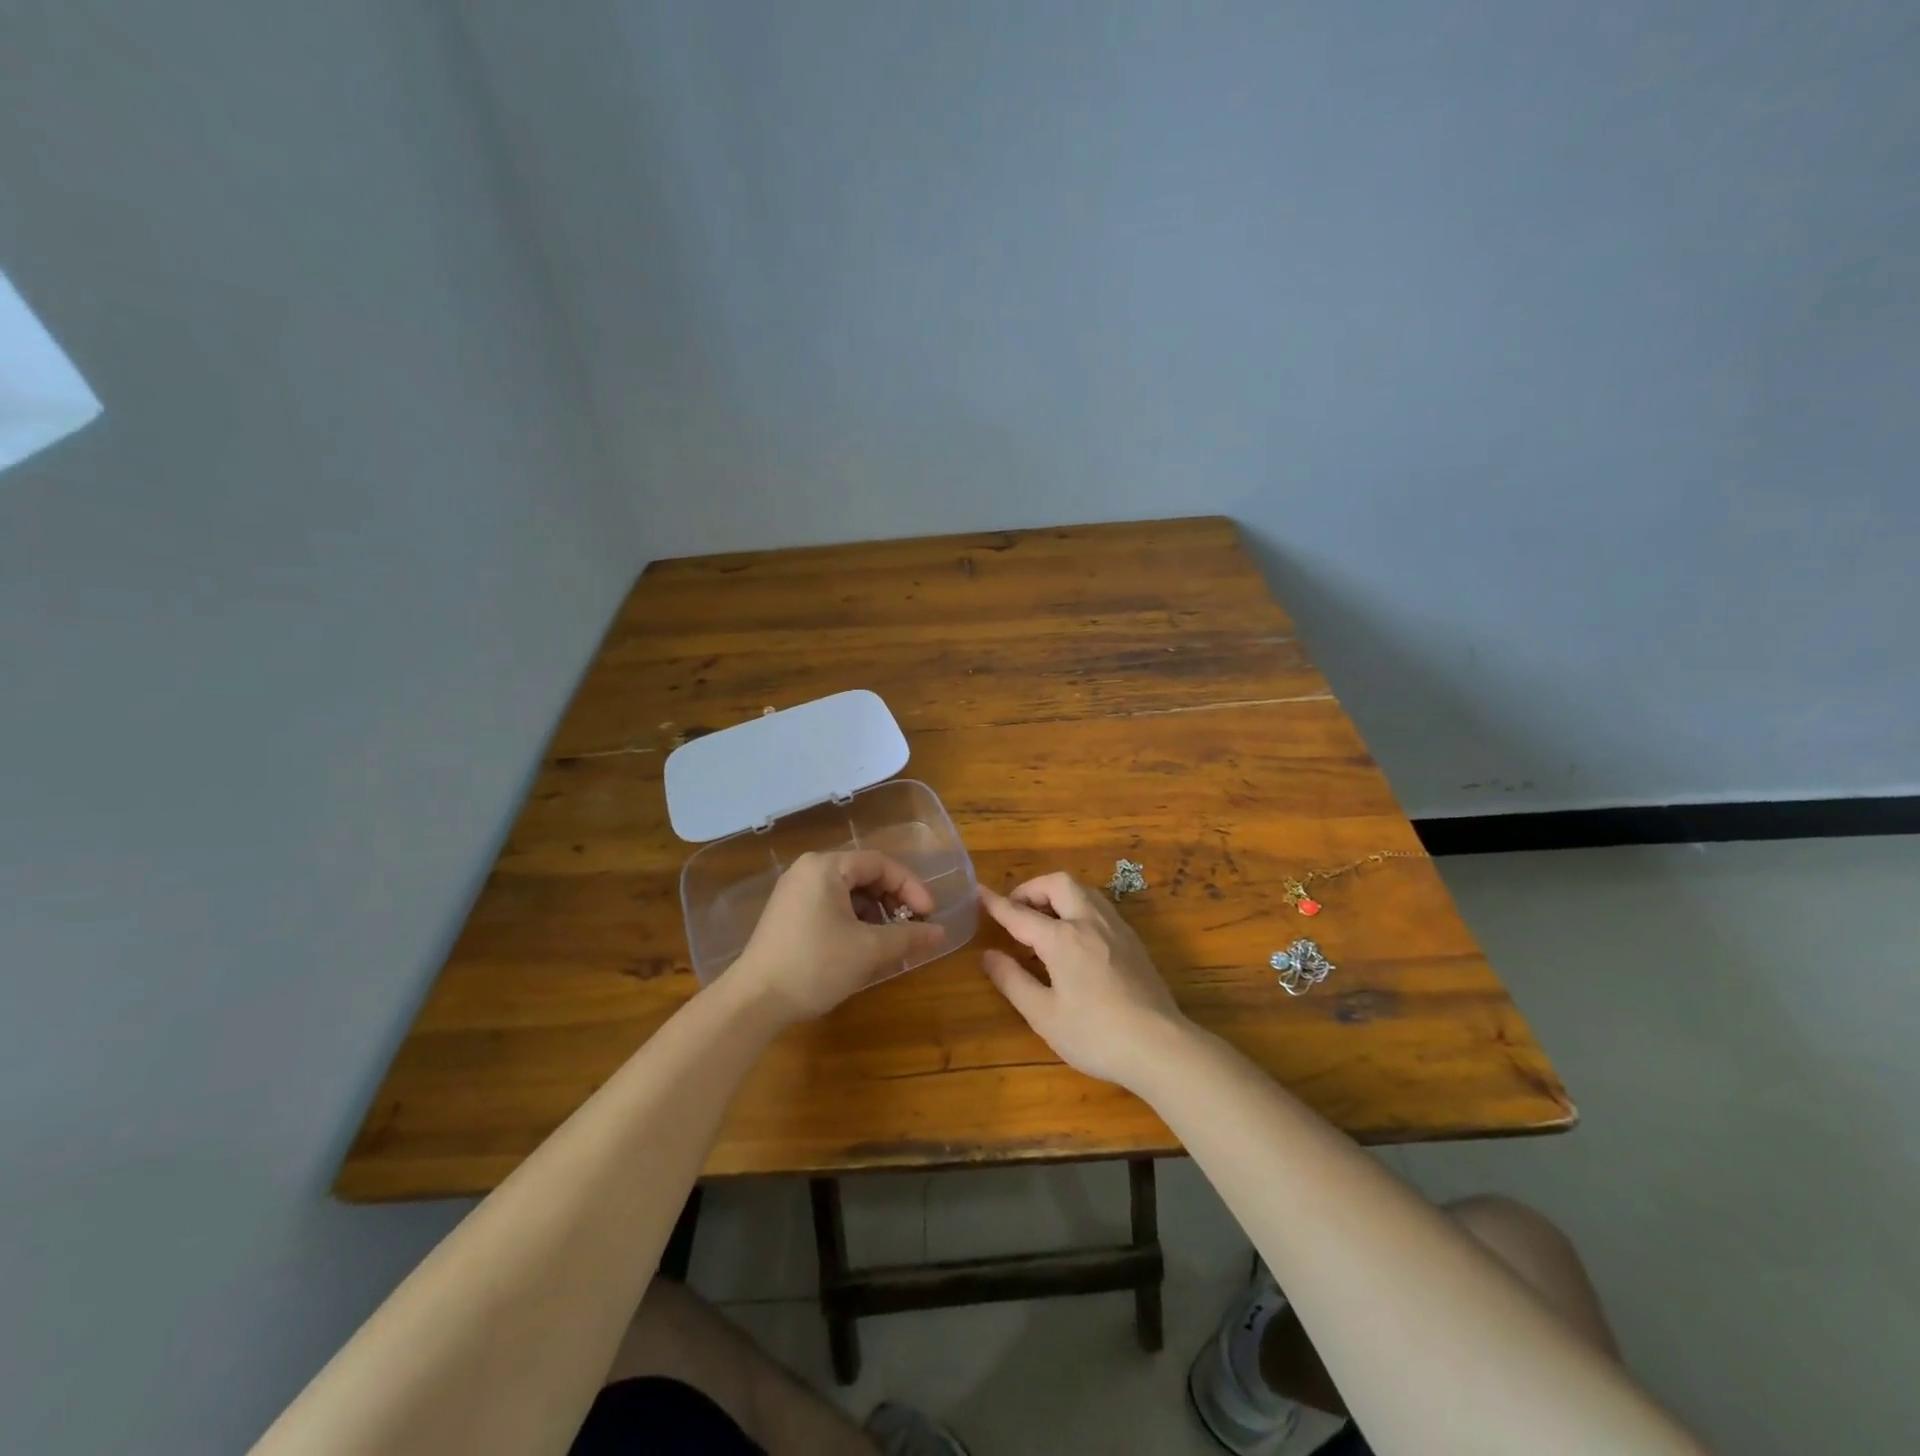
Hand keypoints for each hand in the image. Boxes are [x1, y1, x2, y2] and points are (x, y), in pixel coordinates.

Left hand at [726, 851, 946, 1024]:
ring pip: (848, 893)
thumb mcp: (869, 950)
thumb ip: (908, 937)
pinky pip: (830, 906)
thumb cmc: (815, 965)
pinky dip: (853, 921)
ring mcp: (794, 892)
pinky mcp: (787, 914)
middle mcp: (808, 870)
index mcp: (826, 867)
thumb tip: (939, 933)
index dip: (910, 887)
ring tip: (888, 942)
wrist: (754, 1001)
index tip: (928, 915)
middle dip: (892, 901)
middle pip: (864, 875)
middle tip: (910, 927)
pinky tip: (862, 948)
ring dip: (874, 914)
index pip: (880, 864)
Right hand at [979, 872, 1191, 1089]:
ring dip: (1058, 895)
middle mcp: (1089, 921)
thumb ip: (1013, 981)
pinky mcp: (1133, 940)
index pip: (1020, 913)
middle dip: (1032, 889)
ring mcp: (1115, 928)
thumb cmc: (1095, 1034)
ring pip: (1083, 890)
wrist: (1160, 1046)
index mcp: (1062, 938)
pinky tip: (1075, 937)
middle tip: (1017, 911)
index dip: (996, 903)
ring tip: (1044, 922)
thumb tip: (989, 956)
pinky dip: (1078, 908)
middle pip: (1058, 883)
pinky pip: (1099, 907)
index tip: (978, 892)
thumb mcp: (1044, 1016)